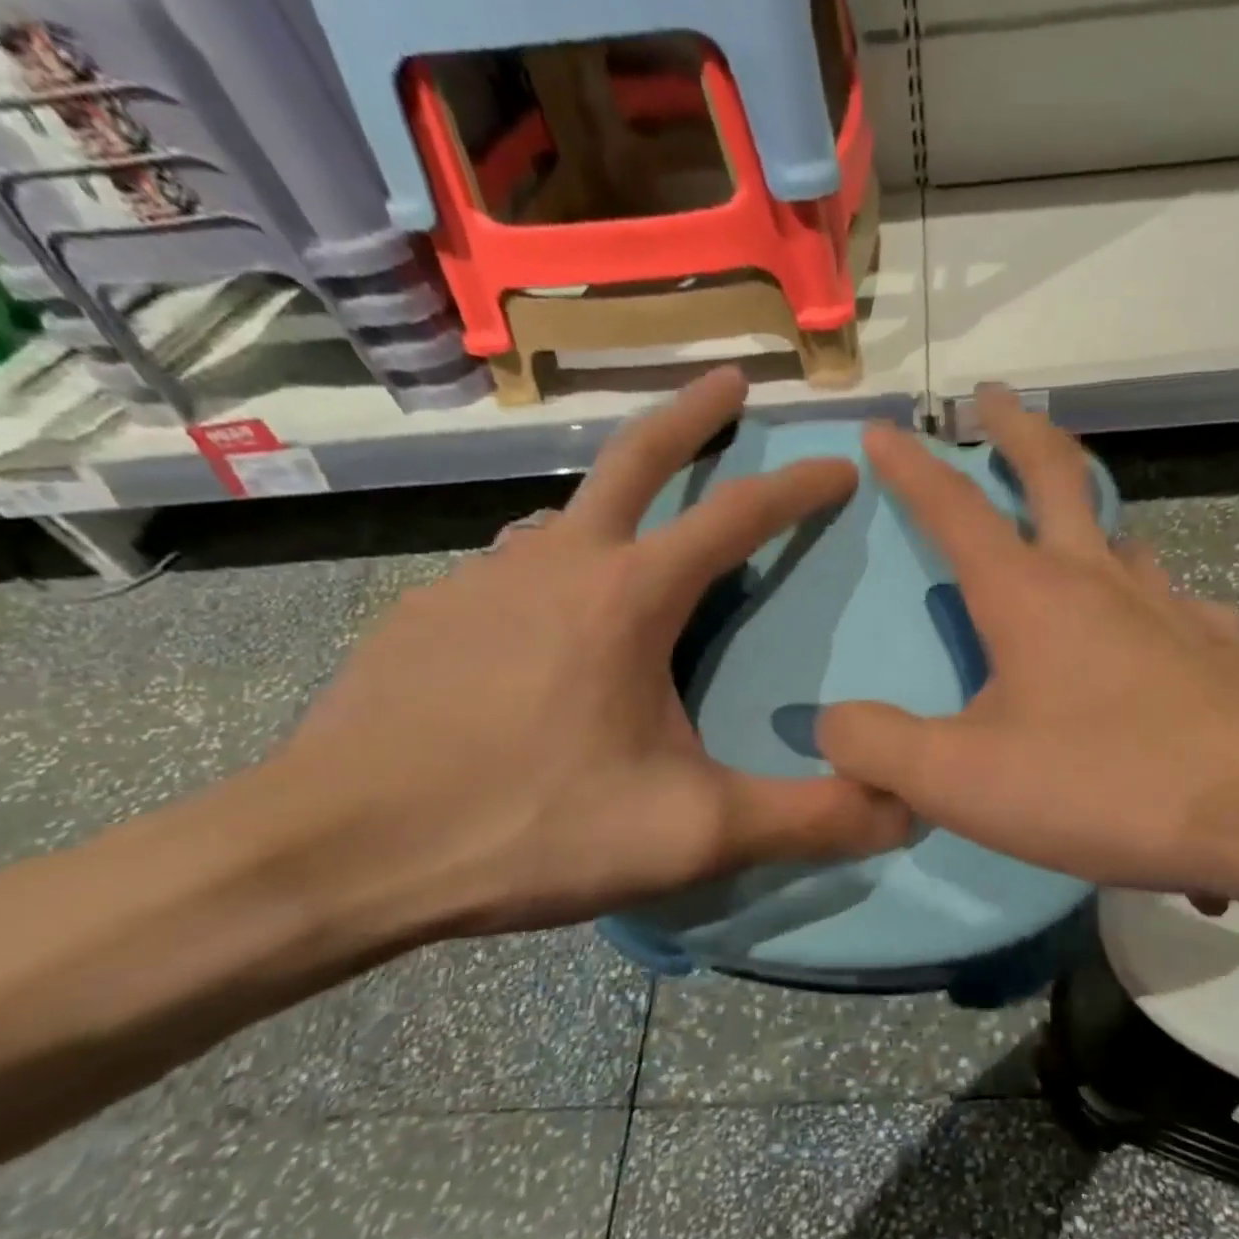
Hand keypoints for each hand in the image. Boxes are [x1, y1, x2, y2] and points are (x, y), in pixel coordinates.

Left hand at [267, 367, 909, 947]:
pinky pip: (511, 573)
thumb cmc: (529, 827)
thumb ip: (808, 819)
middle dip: (692, 415)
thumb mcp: (692, 833)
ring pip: (565, 519)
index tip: (840, 466)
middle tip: (730, 381)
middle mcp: (555, 563)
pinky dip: (552, 574)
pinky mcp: (427, 618)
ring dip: (615, 505)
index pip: (736, 516)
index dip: (798, 488)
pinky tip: (547, 625)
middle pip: (633, 458)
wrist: (334, 856)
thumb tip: (904, 809)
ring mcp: (479, 582)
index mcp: (628, 598)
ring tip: (640, 533)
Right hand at [816, 387, 1238, 910]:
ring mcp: (1175, 609)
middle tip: (996, 397)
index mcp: (1030, 596)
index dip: (913, 468)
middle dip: (1017, 430)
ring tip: (1072, 526)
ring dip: (1091, 514)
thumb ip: (879, 747)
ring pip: (1124, 537)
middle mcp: (1103, 581)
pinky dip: (1154, 601)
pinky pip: (1180, 605)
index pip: (955, 510)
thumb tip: (831, 724)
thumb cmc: (1104, 786)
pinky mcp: (1226, 649)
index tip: (887, 429)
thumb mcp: (962, 780)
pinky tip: (1157, 628)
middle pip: (1057, 475)